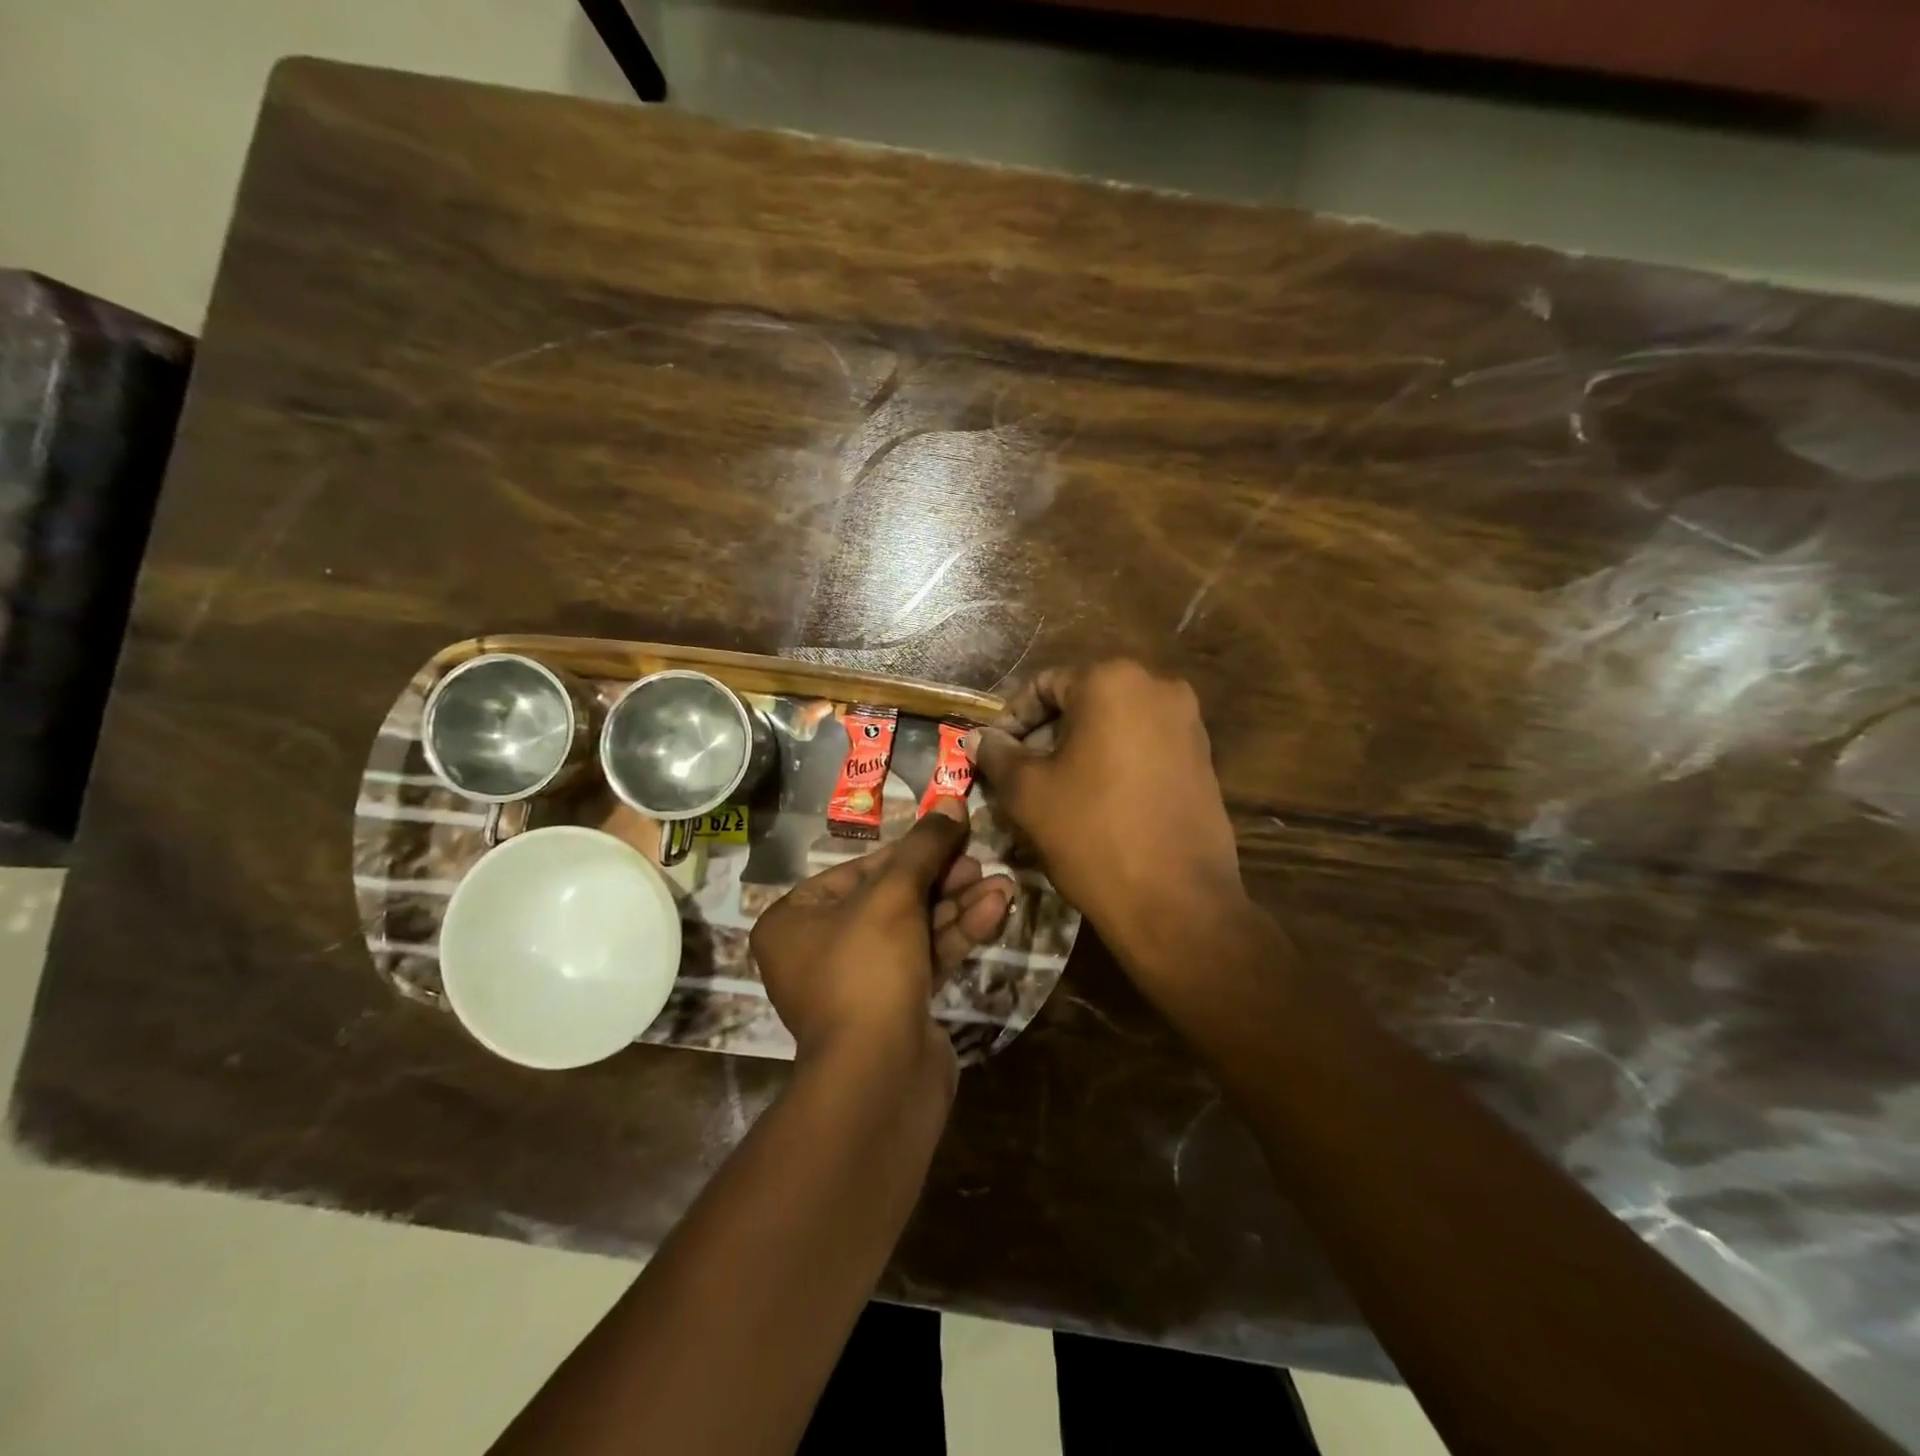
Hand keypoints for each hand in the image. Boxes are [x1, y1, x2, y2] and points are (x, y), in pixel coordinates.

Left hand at [750, 798, 1014, 1079]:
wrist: (878, 1078)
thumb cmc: (867, 969)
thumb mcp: (894, 896)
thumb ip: (924, 847)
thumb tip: (952, 803)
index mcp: (796, 919)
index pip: (860, 870)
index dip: (910, 850)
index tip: (952, 833)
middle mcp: (820, 948)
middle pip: (890, 898)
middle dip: (941, 879)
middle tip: (979, 859)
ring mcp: (860, 981)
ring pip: (914, 928)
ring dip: (958, 905)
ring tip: (1002, 884)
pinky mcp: (896, 1006)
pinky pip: (926, 957)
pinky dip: (958, 934)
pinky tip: (997, 909)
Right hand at [974, 660, 1244, 970]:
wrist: (1177, 902)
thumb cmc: (1092, 834)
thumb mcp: (1028, 793)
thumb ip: (997, 755)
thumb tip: (978, 738)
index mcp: (1112, 681)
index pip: (1043, 686)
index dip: (1010, 720)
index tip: (992, 755)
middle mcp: (1158, 688)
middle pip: (1081, 703)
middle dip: (1044, 737)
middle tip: (1016, 777)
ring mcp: (1188, 724)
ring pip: (1113, 727)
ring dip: (1076, 752)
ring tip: (1050, 794)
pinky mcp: (1203, 759)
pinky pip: (1143, 748)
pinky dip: (1111, 765)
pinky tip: (1092, 804)